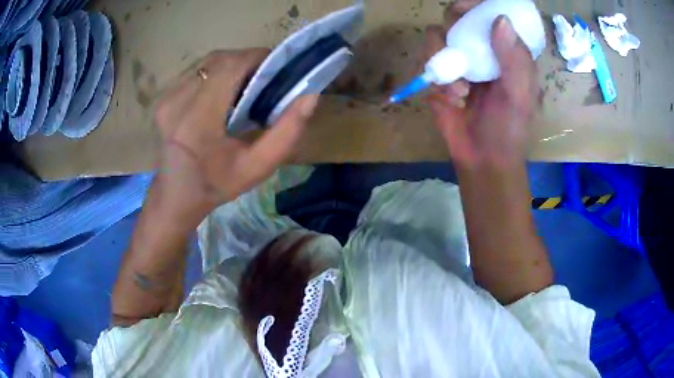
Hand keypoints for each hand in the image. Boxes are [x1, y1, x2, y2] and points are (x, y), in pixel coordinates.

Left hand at [152, 50, 317, 224]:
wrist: (176, 195)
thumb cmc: (217, 184)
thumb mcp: (258, 167)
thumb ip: (286, 132)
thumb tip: (310, 95)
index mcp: (198, 121)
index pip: (230, 67)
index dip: (257, 57)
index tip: (277, 66)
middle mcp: (177, 102)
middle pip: (219, 60)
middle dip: (247, 60)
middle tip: (265, 77)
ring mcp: (166, 98)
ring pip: (207, 63)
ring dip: (231, 65)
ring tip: (245, 84)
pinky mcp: (163, 98)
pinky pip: (195, 72)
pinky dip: (215, 73)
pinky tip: (222, 91)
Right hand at [425, 0, 539, 170]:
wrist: (482, 159)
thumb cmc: (509, 129)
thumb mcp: (520, 95)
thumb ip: (515, 59)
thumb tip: (500, 19)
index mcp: (504, 50)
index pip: (489, 14)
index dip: (478, 5)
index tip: (469, 7)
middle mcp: (479, 49)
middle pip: (456, 18)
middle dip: (454, 27)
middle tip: (459, 44)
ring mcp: (458, 61)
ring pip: (436, 36)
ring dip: (445, 59)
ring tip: (461, 90)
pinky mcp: (439, 76)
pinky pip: (428, 61)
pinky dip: (438, 79)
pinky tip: (453, 99)